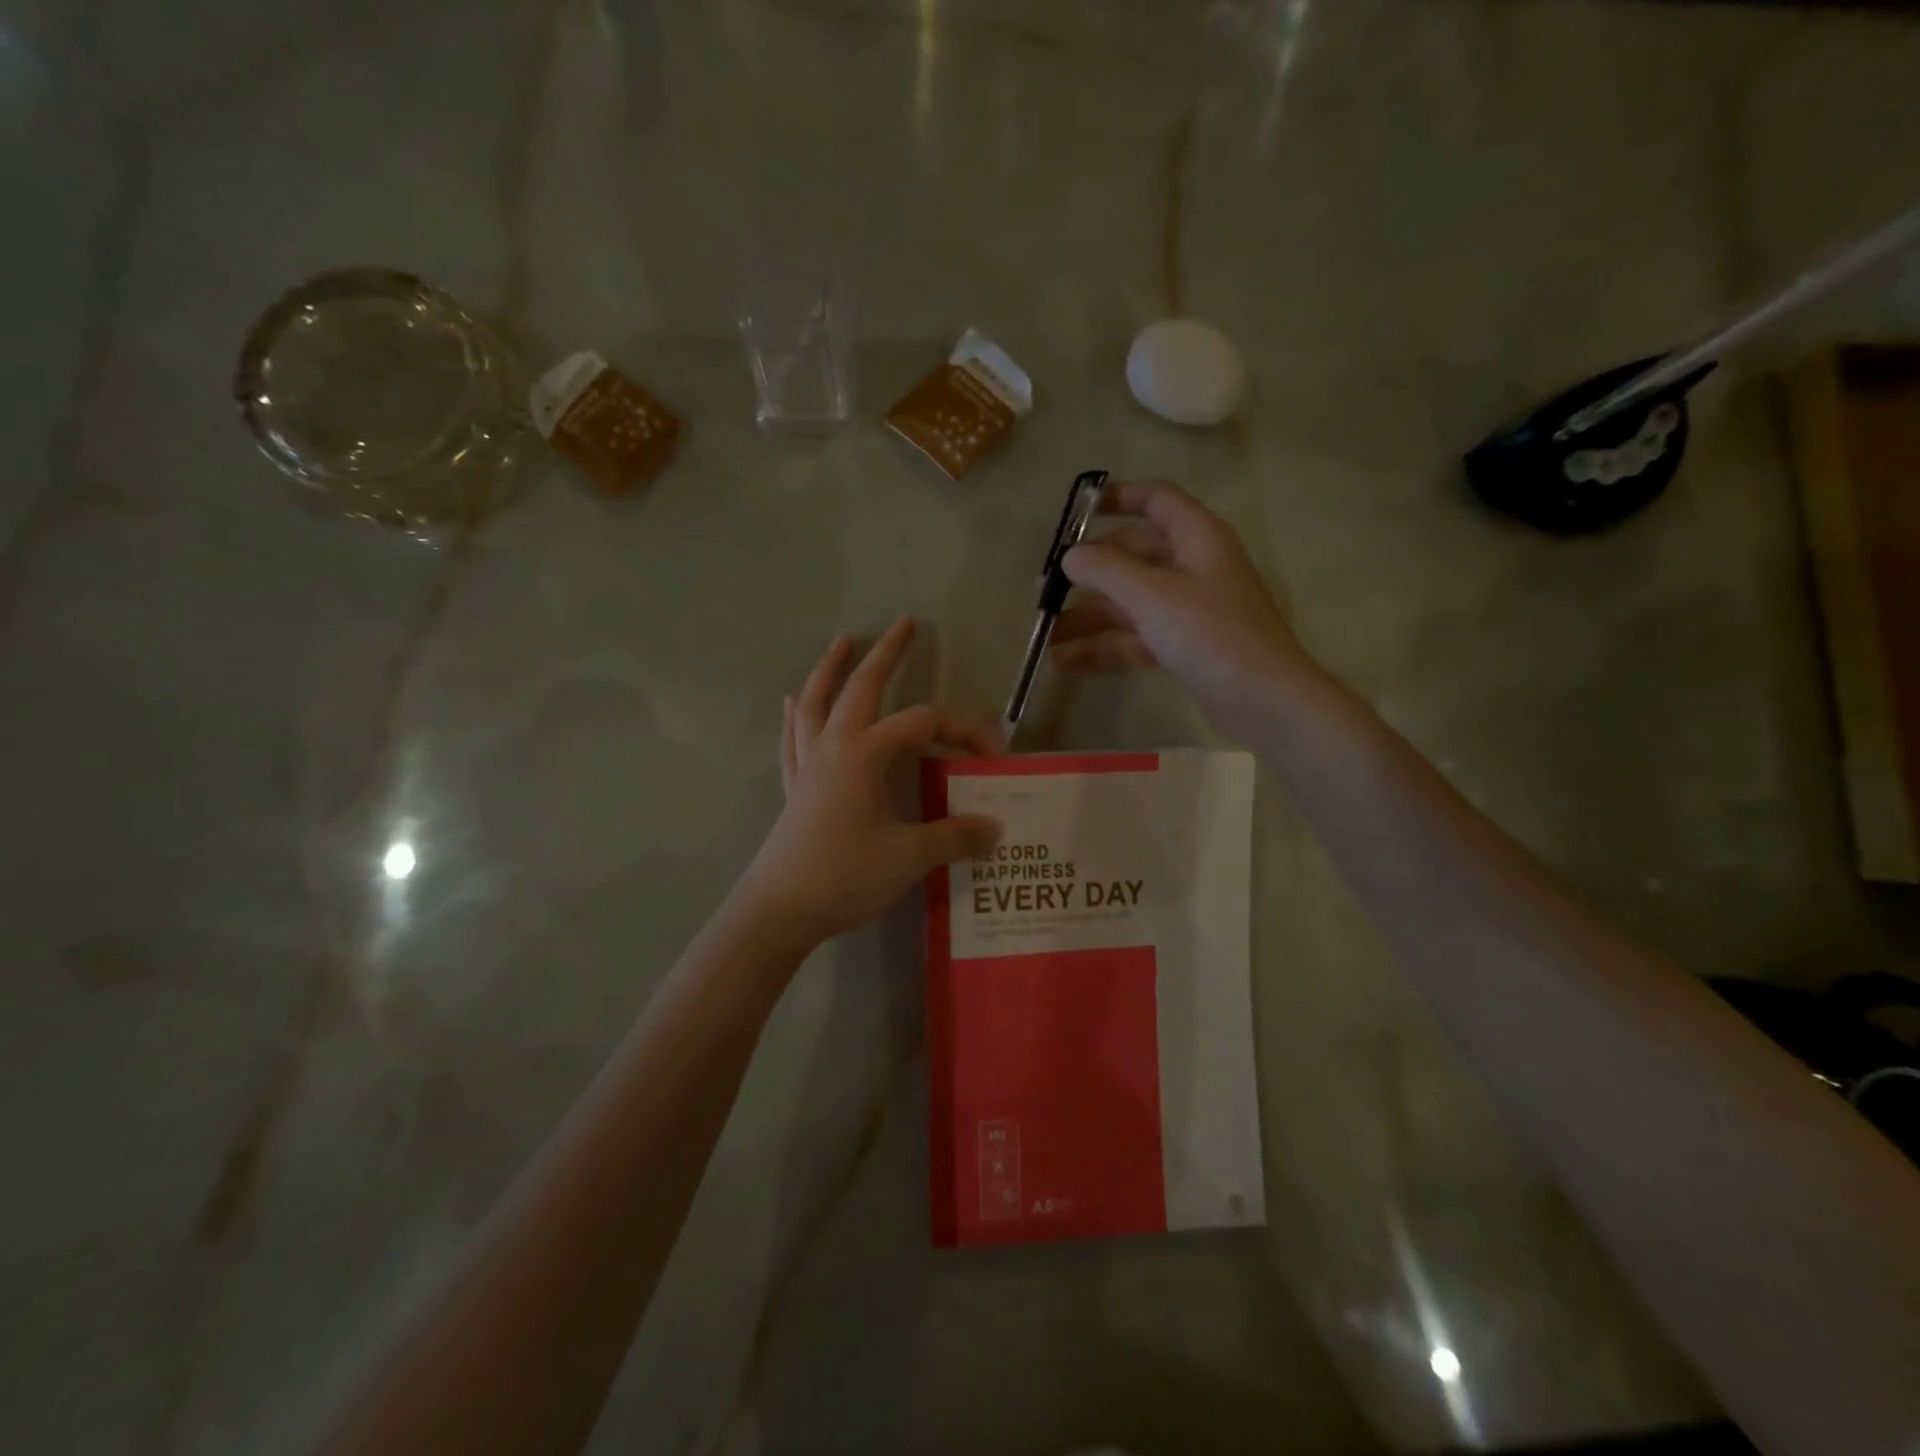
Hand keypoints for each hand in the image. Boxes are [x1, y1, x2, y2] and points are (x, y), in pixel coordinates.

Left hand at [739, 617, 1003, 948]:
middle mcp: (833, 747)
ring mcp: (808, 765)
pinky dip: (795, 715)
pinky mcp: (794, 787)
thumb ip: (954, 835)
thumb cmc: (845, 876)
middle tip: (905, 623)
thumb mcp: (909, 857)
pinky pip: (793, 739)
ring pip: (817, 703)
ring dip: (830, 670)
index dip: (964, 730)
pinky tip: (790, 702)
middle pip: (861, 688)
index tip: (994, 755)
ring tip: (841, 642)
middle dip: (887, 654)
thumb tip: (994, 826)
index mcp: (864, 754)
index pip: (924, 724)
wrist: (779, 912)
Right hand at [1054, 480, 1308, 739]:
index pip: (1156, 500)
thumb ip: (1107, 571)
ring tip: (1046, 634)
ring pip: (1129, 601)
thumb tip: (1069, 555)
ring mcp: (1188, 609)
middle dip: (1090, 570)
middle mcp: (1192, 567)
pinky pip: (1135, 637)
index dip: (1117, 498)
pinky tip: (1068, 663)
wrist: (1263, 701)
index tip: (1075, 511)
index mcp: (1197, 538)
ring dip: (1089, 616)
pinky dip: (1105, 647)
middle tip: (1045, 586)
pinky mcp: (1183, 646)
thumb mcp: (1154, 597)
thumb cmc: (1212, 635)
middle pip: (1133, 555)